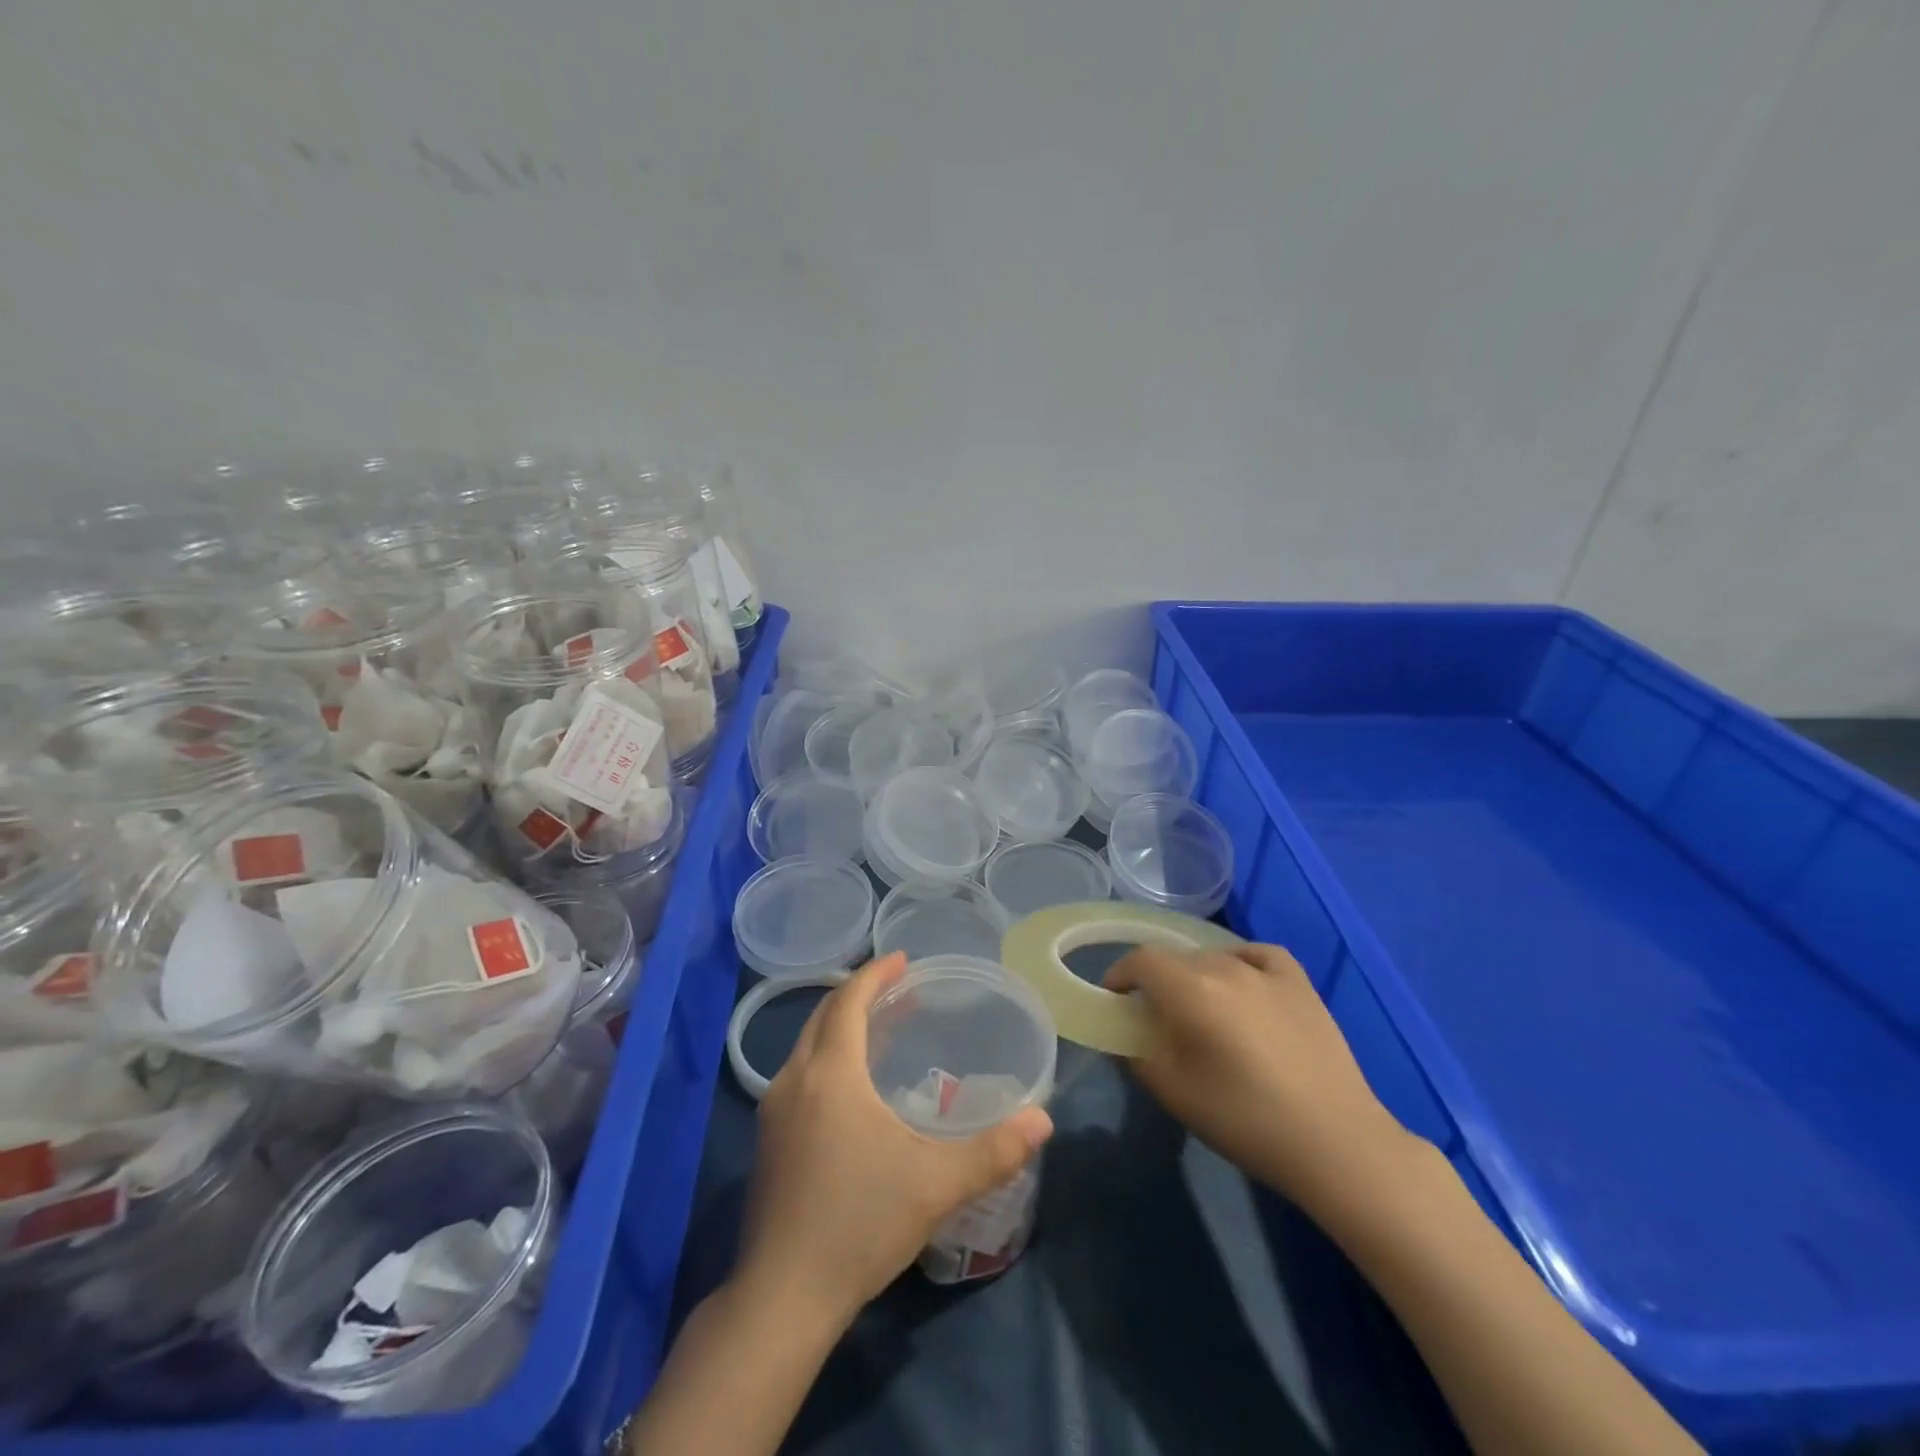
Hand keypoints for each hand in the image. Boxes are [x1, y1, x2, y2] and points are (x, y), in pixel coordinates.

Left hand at [735, 952, 1054, 1327]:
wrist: (781, 1299)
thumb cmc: (859, 1224)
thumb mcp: (936, 1185)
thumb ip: (994, 1151)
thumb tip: (1043, 1119)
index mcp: (829, 1074)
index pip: (848, 1002)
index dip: (875, 975)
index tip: (903, 959)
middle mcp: (793, 1080)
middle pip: (823, 1016)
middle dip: (859, 995)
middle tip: (898, 989)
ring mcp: (772, 1113)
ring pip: (807, 1046)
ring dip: (841, 1027)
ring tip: (880, 1031)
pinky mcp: (767, 1142)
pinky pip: (799, 1075)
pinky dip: (827, 1058)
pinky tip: (852, 1088)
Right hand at [1105, 943, 1410, 1217]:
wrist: (1336, 1143)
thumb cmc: (1246, 1120)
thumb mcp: (1175, 1094)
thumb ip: (1139, 1056)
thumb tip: (1130, 1037)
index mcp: (1191, 990)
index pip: (1141, 961)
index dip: (1119, 974)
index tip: (1114, 999)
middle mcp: (1226, 967)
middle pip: (1177, 958)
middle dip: (1157, 980)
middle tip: (1156, 1016)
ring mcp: (1267, 972)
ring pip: (1215, 957)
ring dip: (1196, 975)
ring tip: (1201, 1007)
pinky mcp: (1301, 984)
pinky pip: (1259, 955)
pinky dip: (1240, 961)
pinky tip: (1242, 981)